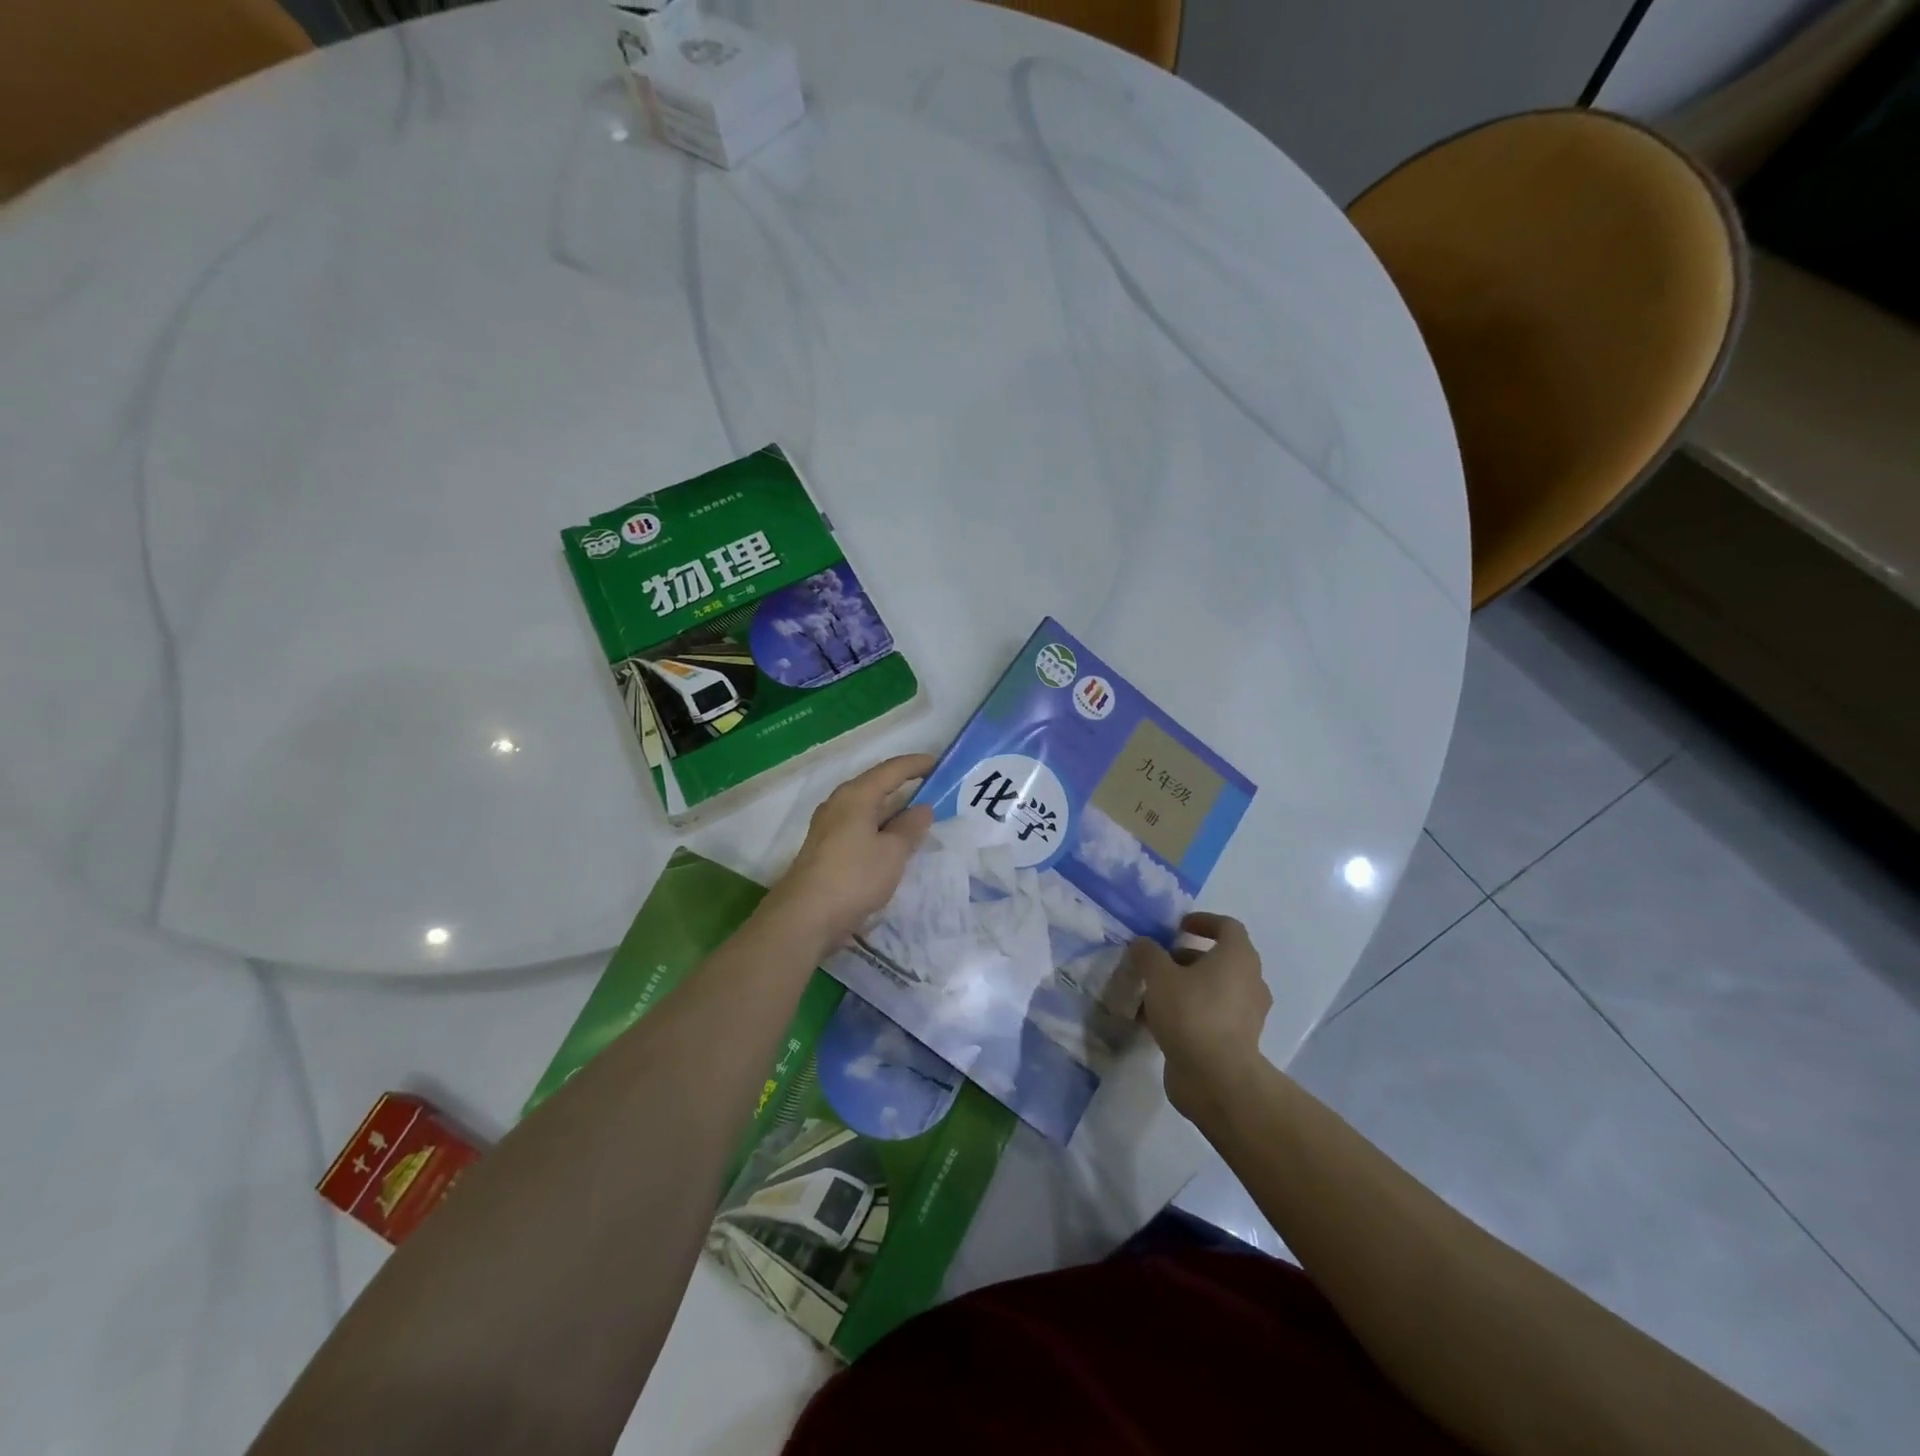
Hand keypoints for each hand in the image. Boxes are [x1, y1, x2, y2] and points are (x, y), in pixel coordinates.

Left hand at [763, 754, 936, 951]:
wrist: (805, 917)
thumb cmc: (854, 877)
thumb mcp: (892, 852)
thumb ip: (910, 828)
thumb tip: (922, 808)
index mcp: (856, 795)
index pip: (891, 769)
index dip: (916, 765)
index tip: (939, 765)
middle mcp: (839, 804)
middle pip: (876, 787)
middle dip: (905, 789)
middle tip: (935, 794)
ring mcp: (829, 827)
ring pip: (867, 811)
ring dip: (892, 814)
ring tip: (919, 822)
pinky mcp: (826, 850)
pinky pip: (860, 829)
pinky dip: (880, 831)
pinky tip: (893, 846)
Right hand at [1128, 913, 1271, 1120]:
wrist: (1217, 1079)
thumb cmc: (1192, 1014)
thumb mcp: (1159, 976)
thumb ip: (1148, 954)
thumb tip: (1142, 944)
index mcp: (1238, 958)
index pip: (1227, 927)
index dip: (1203, 921)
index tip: (1178, 926)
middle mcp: (1249, 982)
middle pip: (1218, 959)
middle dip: (1185, 958)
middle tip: (1157, 963)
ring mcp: (1246, 1014)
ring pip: (1212, 989)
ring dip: (1183, 986)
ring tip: (1150, 994)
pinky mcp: (1237, 1041)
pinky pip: (1210, 1015)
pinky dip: (1187, 1012)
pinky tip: (1156, 1022)